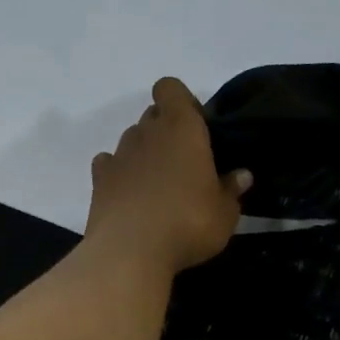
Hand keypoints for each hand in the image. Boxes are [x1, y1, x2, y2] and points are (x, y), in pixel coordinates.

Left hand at [84, 78, 251, 276]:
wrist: (130, 251)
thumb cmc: (188, 223)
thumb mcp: (224, 213)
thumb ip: (231, 190)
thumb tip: (241, 175)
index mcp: (181, 128)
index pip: (170, 88)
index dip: (181, 101)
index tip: (196, 125)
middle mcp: (147, 132)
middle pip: (152, 115)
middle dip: (166, 129)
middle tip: (184, 161)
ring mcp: (119, 154)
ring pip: (131, 139)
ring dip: (144, 152)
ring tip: (158, 184)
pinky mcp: (98, 179)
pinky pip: (109, 163)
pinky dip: (118, 172)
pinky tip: (130, 194)